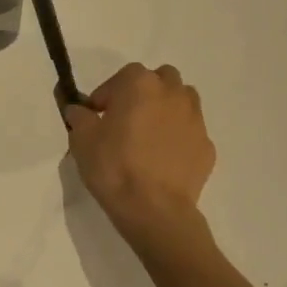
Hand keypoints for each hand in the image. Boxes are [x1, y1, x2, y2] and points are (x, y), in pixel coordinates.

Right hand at [64, 62, 214, 254]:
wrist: (155, 210)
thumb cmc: (114, 166)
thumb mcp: (82, 139)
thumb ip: (79, 117)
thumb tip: (79, 110)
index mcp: (141, 84)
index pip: (122, 77)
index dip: (107, 94)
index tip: (97, 116)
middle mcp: (172, 93)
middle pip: (161, 79)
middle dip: (145, 92)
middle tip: (128, 118)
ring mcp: (195, 120)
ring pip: (182, 101)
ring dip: (167, 109)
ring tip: (150, 135)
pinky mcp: (207, 147)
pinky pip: (190, 133)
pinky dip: (179, 138)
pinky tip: (165, 159)